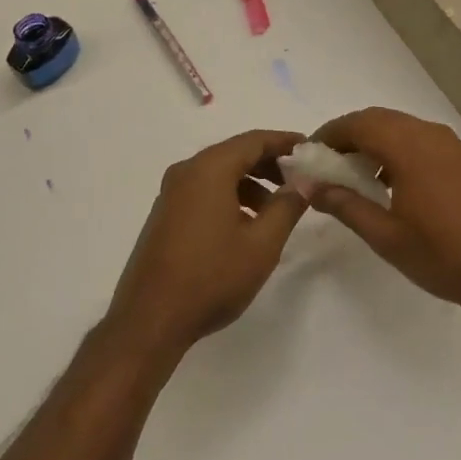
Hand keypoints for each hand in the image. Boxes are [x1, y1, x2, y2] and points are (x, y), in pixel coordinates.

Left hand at [104, 130, 308, 365]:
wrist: (150, 320)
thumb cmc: (212, 277)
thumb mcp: (262, 244)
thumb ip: (287, 206)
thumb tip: (304, 182)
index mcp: (209, 169)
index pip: (254, 140)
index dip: (284, 142)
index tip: (310, 149)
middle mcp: (186, 172)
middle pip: (235, 153)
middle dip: (269, 163)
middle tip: (299, 180)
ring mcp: (171, 193)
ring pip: (219, 174)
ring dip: (250, 183)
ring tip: (276, 210)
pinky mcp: (165, 215)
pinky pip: (204, 191)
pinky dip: (230, 196)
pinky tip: (245, 226)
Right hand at [310, 108, 460, 327]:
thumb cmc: (443, 257)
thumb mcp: (385, 236)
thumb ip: (344, 205)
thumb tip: (310, 186)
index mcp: (409, 148)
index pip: (358, 124)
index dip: (329, 134)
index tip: (309, 154)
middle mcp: (430, 134)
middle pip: (378, 119)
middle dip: (349, 134)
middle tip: (327, 163)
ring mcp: (451, 144)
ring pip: (400, 126)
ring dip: (373, 140)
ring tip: (354, 173)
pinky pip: (420, 138)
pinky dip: (397, 147)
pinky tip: (390, 181)